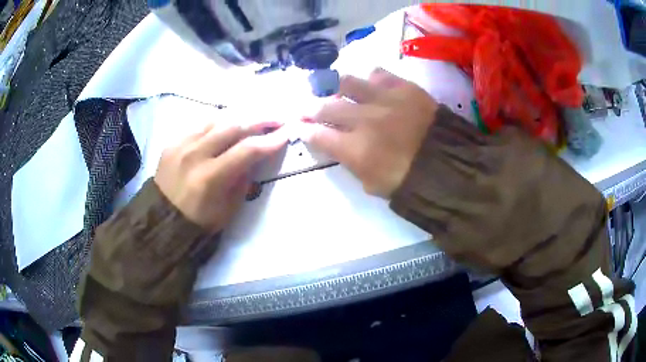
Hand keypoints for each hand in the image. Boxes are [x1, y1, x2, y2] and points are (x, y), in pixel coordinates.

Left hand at [154, 120, 287, 233]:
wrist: (163, 218)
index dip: (270, 140)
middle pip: (233, 127)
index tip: (287, 133)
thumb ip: (243, 179)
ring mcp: (181, 145)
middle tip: (276, 118)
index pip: (247, 150)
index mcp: (210, 178)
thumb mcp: (229, 207)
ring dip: (239, 118)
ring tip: (254, 119)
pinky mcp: (173, 142)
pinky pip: (200, 125)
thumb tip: (255, 156)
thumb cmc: (200, 220)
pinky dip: (218, 124)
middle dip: (259, 120)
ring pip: (216, 120)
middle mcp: (194, 155)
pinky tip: (226, 127)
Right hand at [301, 68, 438, 197]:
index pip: (318, 134)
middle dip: (311, 107)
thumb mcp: (372, 184)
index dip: (304, 129)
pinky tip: (370, 84)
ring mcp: (384, 99)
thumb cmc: (409, 181)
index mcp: (354, 149)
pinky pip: (379, 74)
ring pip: (348, 82)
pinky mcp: (404, 87)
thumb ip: (350, 162)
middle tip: (308, 106)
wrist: (448, 165)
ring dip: (336, 87)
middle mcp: (363, 119)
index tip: (299, 126)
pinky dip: (370, 78)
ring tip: (336, 89)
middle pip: (326, 106)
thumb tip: (338, 144)